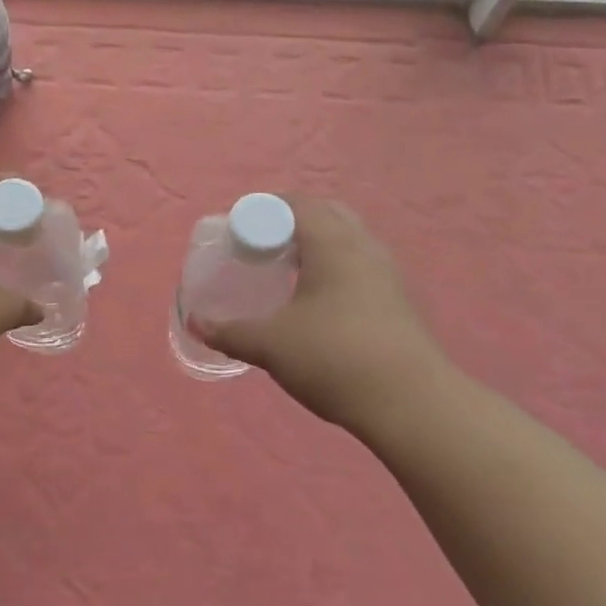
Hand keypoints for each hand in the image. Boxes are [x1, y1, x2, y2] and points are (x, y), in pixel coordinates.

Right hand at [197, 196, 447, 430]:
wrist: (410, 402)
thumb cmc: (334, 358)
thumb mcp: (271, 345)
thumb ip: (230, 331)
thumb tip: (195, 323)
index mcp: (332, 242)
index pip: (294, 203)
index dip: (260, 209)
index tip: (235, 231)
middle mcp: (363, 246)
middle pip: (324, 212)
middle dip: (289, 220)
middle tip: (259, 244)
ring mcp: (387, 272)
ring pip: (346, 238)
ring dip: (315, 242)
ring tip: (286, 268)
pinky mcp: (397, 298)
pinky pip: (359, 263)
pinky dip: (333, 265)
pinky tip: (317, 298)